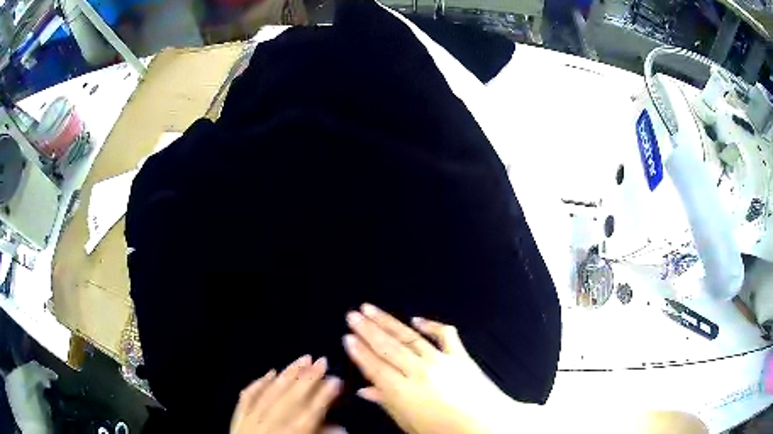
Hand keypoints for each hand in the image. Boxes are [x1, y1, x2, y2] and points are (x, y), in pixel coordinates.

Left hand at [230, 355, 341, 433]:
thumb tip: (339, 427)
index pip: (311, 411)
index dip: (324, 395)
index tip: (336, 380)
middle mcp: (271, 425)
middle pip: (292, 397)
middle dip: (308, 378)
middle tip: (321, 360)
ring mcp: (251, 420)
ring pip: (270, 392)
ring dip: (287, 374)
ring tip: (302, 358)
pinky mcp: (238, 419)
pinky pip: (247, 397)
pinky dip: (258, 383)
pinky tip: (268, 372)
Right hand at [343, 304, 515, 433]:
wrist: (487, 424)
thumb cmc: (445, 431)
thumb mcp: (410, 424)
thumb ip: (387, 404)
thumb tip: (365, 391)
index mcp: (404, 392)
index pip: (375, 367)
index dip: (359, 351)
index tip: (347, 337)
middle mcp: (419, 371)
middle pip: (388, 347)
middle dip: (367, 330)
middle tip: (352, 315)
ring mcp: (441, 360)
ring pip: (409, 337)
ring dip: (388, 322)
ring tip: (370, 309)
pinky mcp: (460, 355)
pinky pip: (444, 335)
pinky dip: (430, 325)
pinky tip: (416, 319)